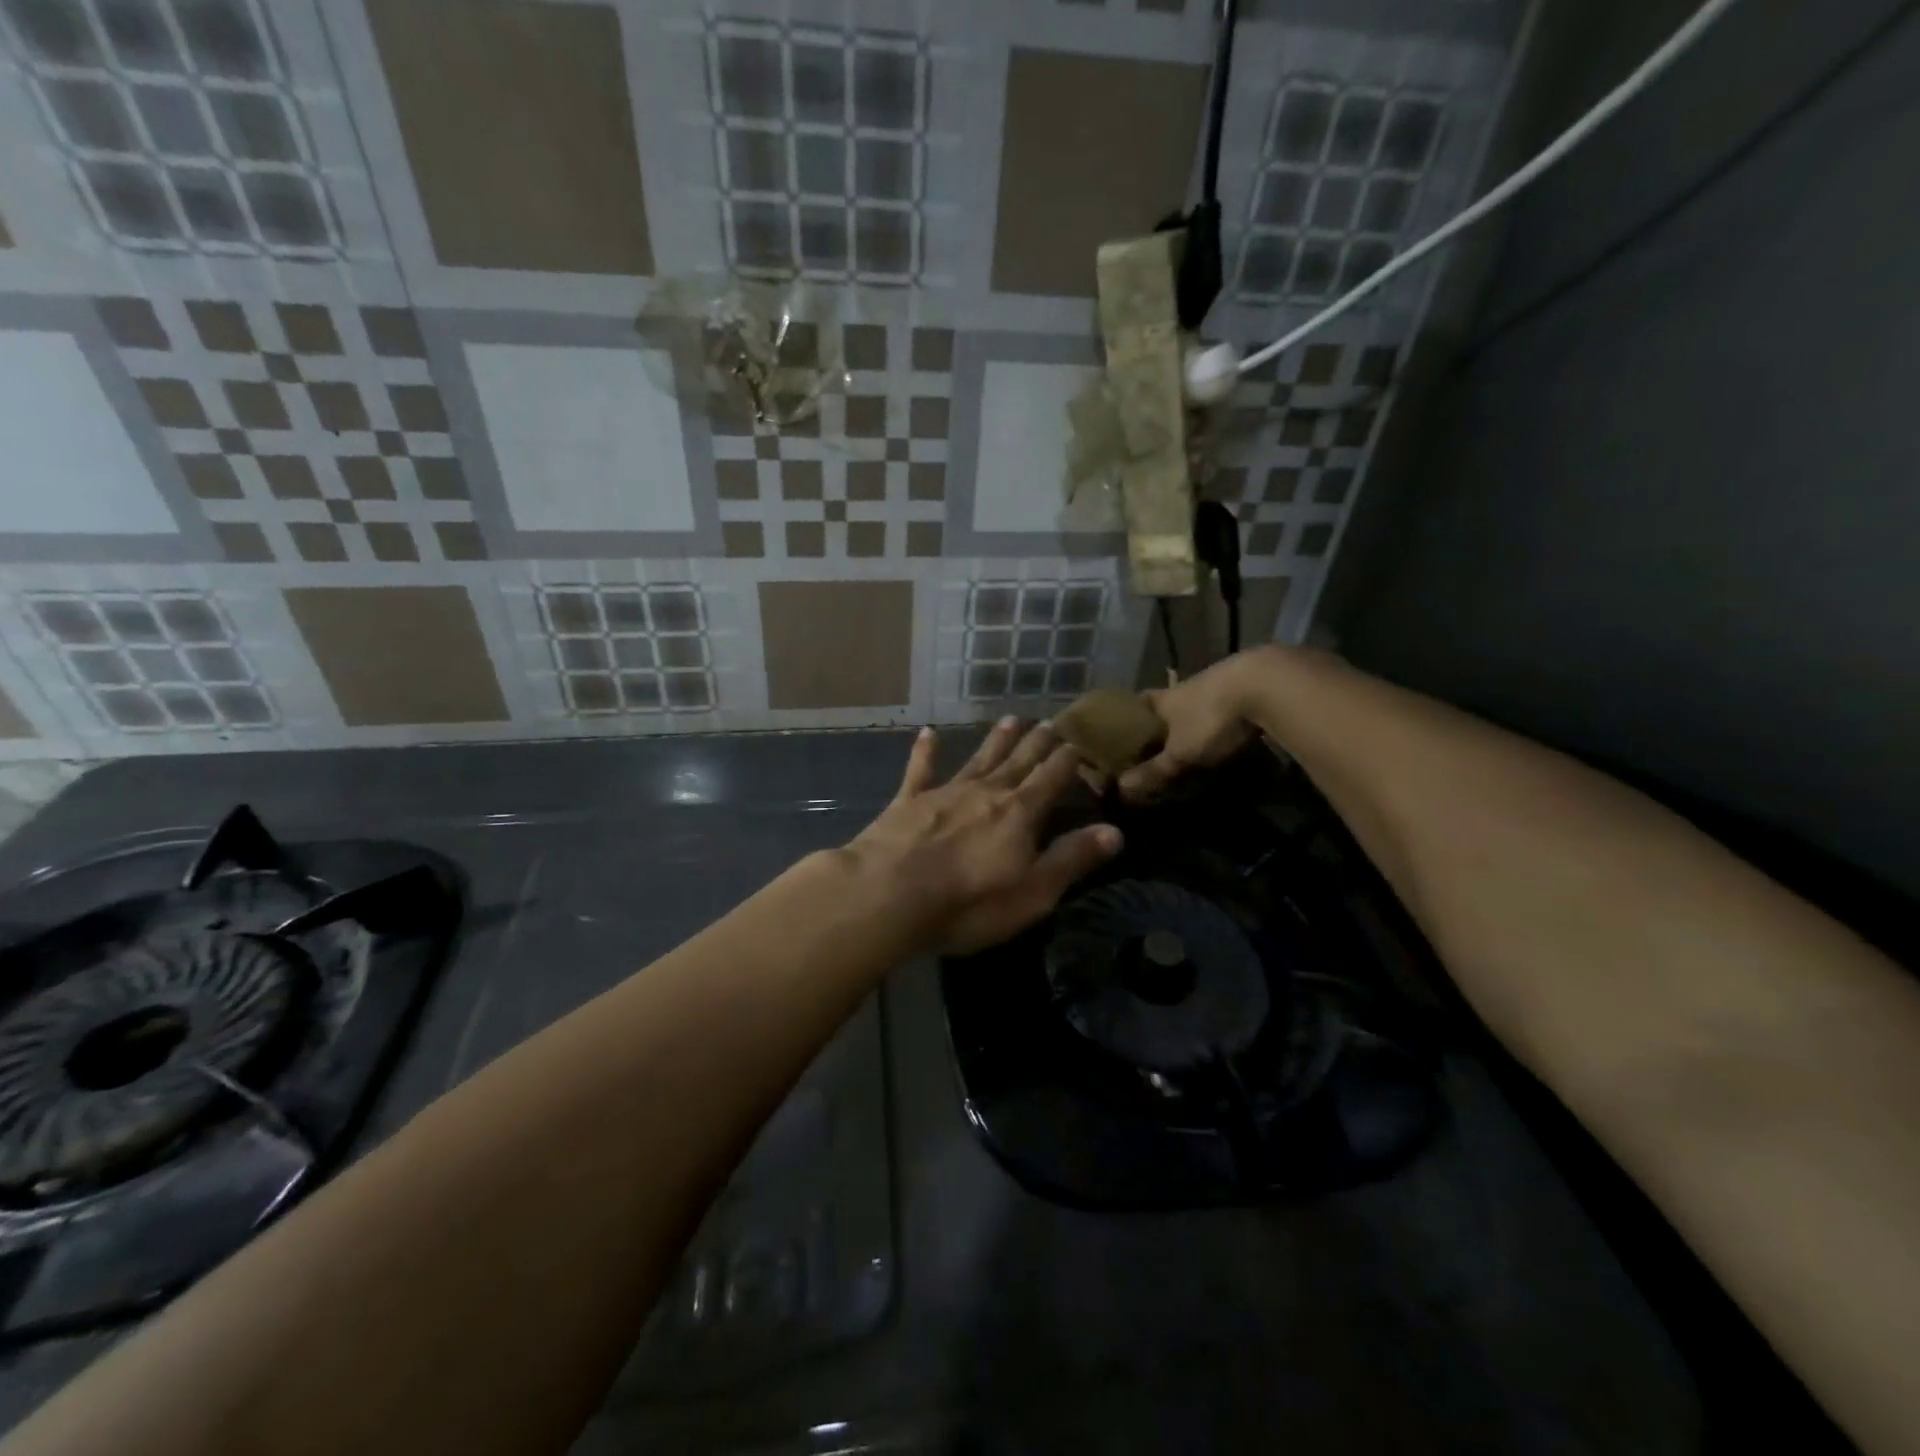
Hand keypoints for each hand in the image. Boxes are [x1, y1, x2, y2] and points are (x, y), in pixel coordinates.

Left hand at [846, 719, 1122, 955]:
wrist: (889, 894)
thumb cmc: (969, 902)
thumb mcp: (1033, 892)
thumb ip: (1072, 859)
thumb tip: (1115, 831)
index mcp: (1019, 813)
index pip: (1052, 779)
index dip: (1068, 760)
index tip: (1080, 741)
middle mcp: (986, 792)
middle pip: (1018, 762)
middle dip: (1037, 743)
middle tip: (1050, 721)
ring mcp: (945, 793)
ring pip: (978, 759)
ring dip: (996, 740)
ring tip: (1011, 719)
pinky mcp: (908, 802)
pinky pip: (920, 770)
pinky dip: (925, 751)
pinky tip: (927, 732)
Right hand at [1119, 648, 1275, 800]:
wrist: (1266, 684)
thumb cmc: (1211, 718)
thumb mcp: (1181, 752)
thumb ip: (1154, 770)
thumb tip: (1122, 787)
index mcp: (1165, 698)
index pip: (1140, 700)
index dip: (1131, 713)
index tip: (1125, 727)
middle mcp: (1188, 686)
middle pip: (1169, 701)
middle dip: (1164, 719)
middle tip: (1160, 740)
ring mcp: (1220, 683)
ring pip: (1200, 701)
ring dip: (1196, 717)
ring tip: (1195, 738)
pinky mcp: (1249, 685)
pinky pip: (1228, 703)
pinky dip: (1224, 716)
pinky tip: (1230, 729)